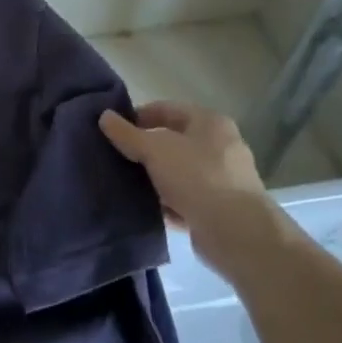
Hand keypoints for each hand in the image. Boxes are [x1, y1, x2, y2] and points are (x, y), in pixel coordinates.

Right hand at [98, 101, 282, 277]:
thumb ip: (127, 134)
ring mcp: (222, 179)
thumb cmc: (197, 177)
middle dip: (144, 149)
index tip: (114, 129)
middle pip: (173, 141)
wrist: (236, 233)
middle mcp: (220, 147)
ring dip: (154, 177)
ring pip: (178, 171)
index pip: (167, 109)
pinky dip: (166, 201)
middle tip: (116, 156)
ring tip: (125, 182)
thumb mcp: (155, 150)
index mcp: (210, 122)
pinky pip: (184, 198)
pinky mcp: (219, 209)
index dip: (138, 116)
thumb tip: (104, 116)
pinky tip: (145, 206)